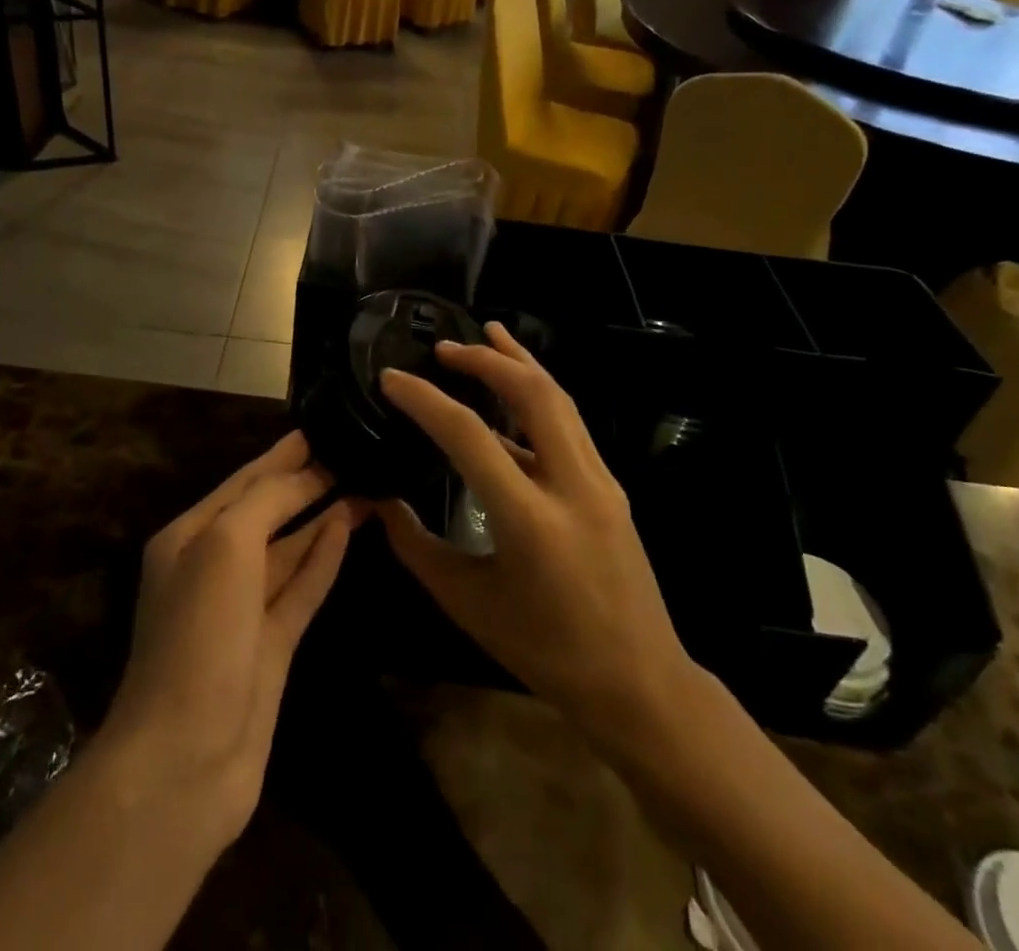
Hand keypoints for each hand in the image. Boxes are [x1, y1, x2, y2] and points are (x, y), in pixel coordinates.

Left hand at [101, 433, 357, 846]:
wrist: (186, 758)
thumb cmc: (199, 635)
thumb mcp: (225, 546)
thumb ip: (265, 502)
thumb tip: (305, 475)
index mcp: (190, 537)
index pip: (244, 481)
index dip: (280, 455)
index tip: (318, 427)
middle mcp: (214, 566)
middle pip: (267, 510)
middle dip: (303, 480)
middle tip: (348, 450)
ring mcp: (244, 609)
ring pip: (289, 547)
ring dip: (320, 515)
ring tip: (361, 483)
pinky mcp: (272, 645)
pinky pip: (302, 587)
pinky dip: (323, 557)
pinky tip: (347, 528)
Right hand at [375, 324, 697, 750]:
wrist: (639, 684)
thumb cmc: (546, 651)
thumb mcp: (468, 603)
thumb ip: (416, 546)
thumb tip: (378, 501)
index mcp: (530, 519)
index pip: (469, 435)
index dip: (424, 400)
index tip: (391, 378)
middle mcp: (573, 485)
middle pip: (532, 394)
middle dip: (486, 359)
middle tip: (445, 347)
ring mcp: (600, 481)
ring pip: (560, 399)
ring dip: (520, 363)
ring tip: (488, 334)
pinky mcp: (610, 485)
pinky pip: (570, 423)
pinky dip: (538, 394)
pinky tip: (514, 393)